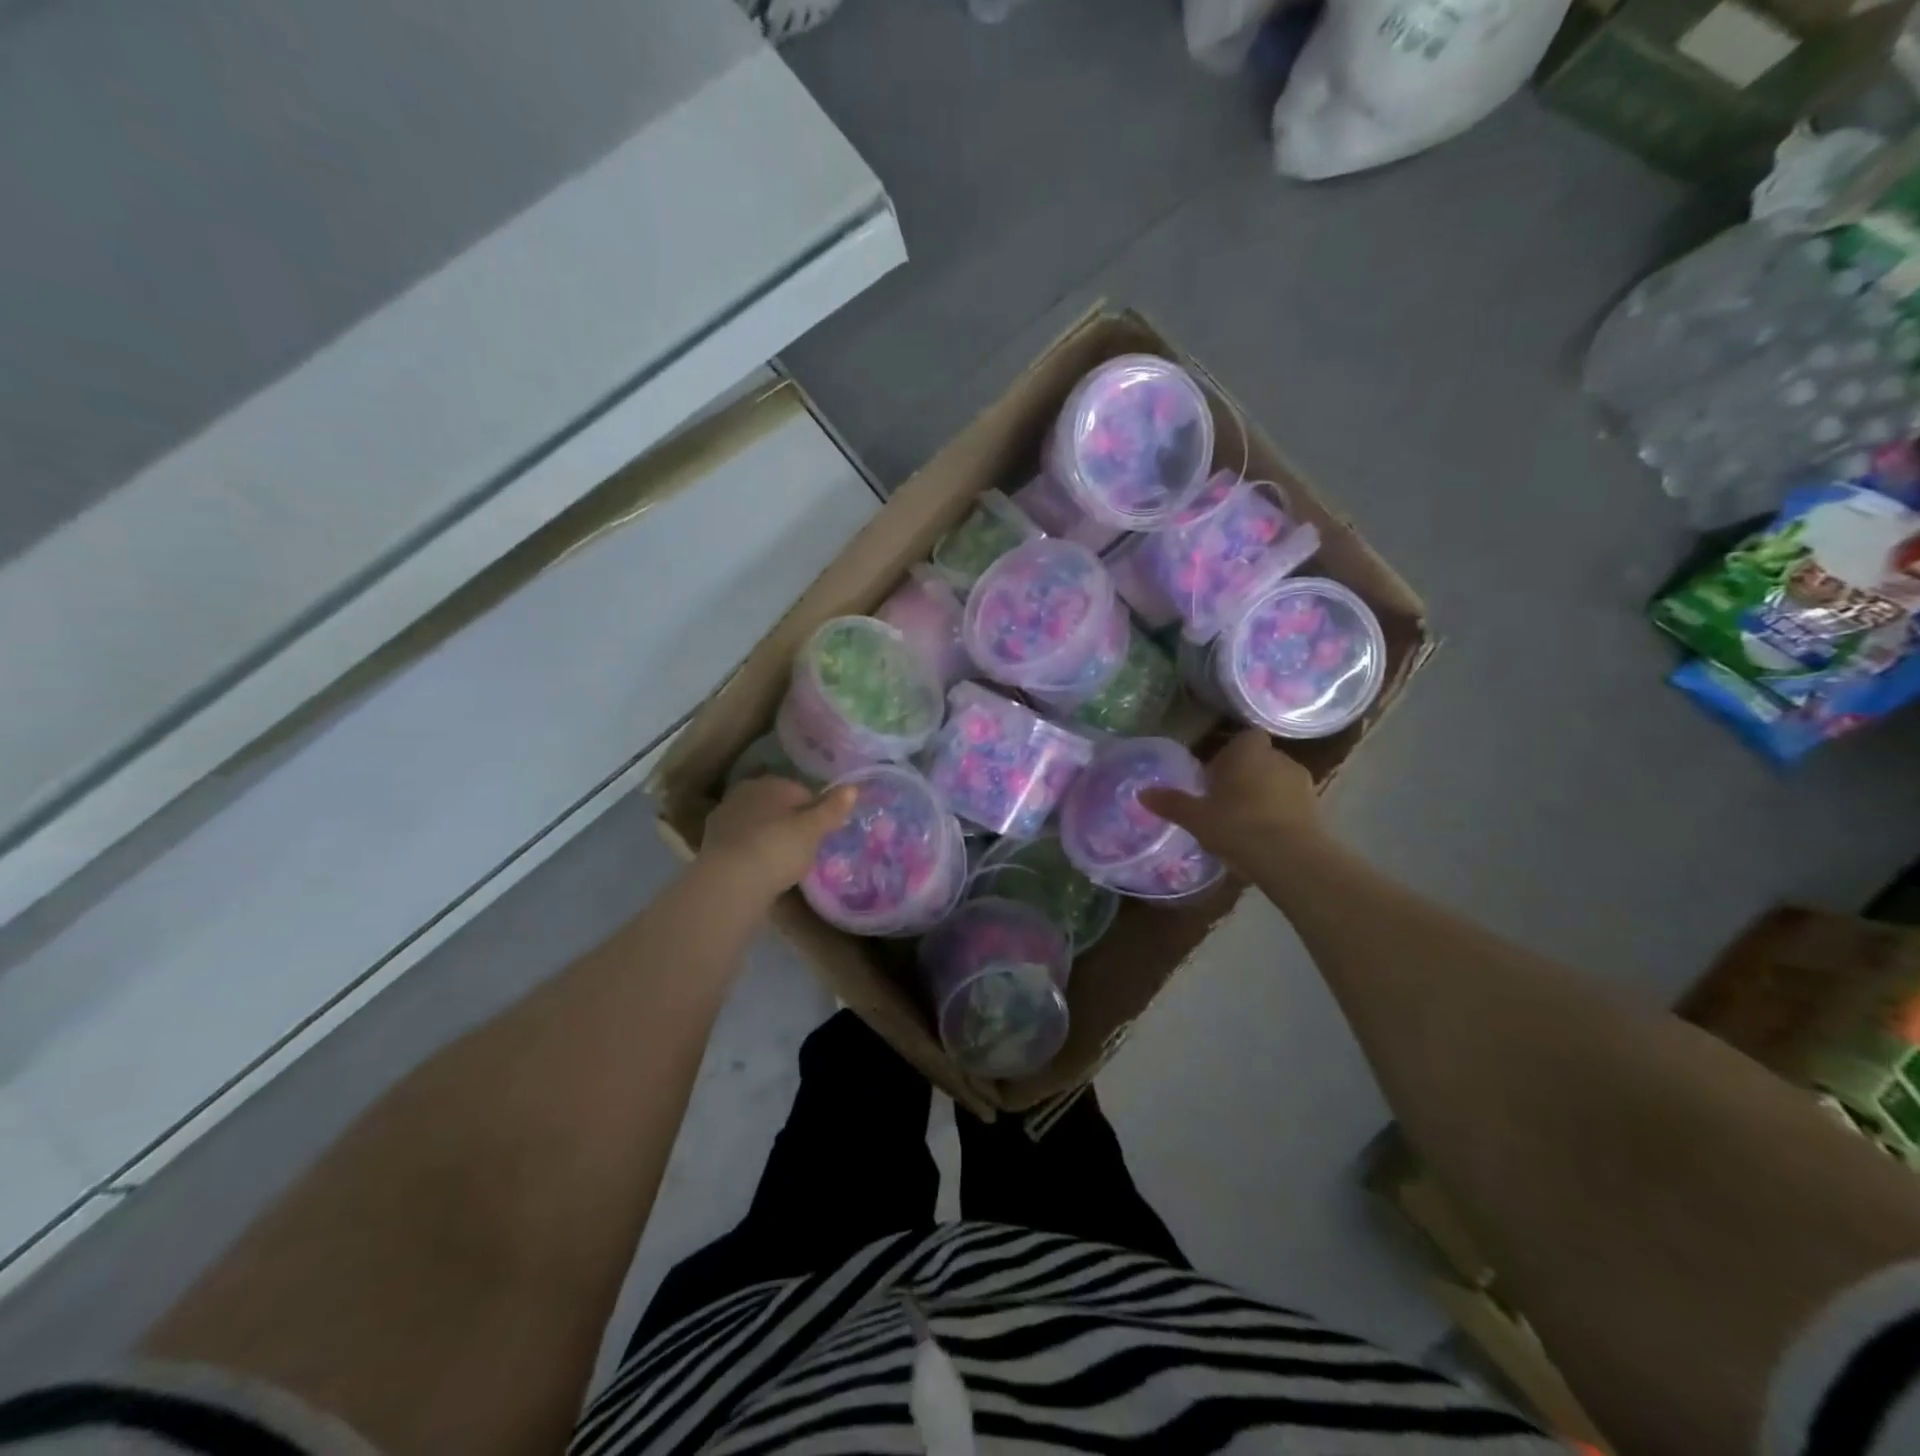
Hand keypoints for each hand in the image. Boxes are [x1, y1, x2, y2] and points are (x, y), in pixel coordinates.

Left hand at [700, 775, 855, 899]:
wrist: (729, 882)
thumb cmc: (778, 848)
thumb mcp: (813, 829)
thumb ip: (832, 808)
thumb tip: (853, 787)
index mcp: (770, 783)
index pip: (801, 791)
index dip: (815, 812)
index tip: (822, 834)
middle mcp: (744, 793)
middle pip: (777, 806)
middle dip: (790, 823)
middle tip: (804, 849)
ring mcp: (724, 818)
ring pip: (757, 824)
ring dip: (769, 838)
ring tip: (783, 863)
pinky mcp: (711, 844)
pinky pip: (742, 843)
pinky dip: (752, 853)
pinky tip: (760, 871)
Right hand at [1140, 730, 1322, 871]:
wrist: (1289, 857)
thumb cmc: (1236, 824)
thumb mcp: (1195, 816)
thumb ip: (1171, 802)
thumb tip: (1142, 793)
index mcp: (1248, 751)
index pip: (1243, 738)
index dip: (1230, 754)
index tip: (1214, 776)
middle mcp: (1279, 758)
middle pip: (1259, 760)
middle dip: (1245, 776)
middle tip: (1224, 801)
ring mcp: (1302, 783)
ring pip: (1277, 782)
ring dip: (1264, 796)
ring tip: (1245, 823)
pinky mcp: (1317, 809)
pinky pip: (1292, 805)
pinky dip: (1280, 815)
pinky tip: (1264, 838)